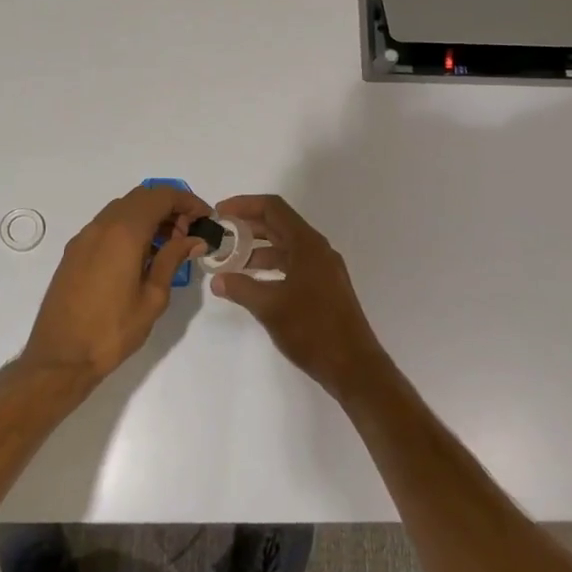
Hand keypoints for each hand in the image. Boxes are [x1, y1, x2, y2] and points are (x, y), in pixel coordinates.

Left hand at [21, 184, 210, 386]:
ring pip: (122, 209)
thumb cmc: (112, 330)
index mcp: (124, 233)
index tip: (205, 219)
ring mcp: (84, 237)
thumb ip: (172, 260)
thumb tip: (193, 239)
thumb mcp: (153, 297)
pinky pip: (107, 225)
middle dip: (169, 207)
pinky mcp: (74, 252)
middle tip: (188, 234)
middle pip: (141, 197)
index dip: (187, 201)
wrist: (60, 356)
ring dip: (149, 216)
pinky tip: (142, 256)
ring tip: (169, 246)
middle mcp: (101, 226)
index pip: (161, 196)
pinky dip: (129, 227)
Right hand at [209, 195, 389, 397]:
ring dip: (257, 250)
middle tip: (219, 237)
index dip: (244, 205)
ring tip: (229, 263)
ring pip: (285, 248)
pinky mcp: (324, 288)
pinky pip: (292, 265)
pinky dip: (271, 268)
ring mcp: (323, 269)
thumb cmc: (312, 330)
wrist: (353, 366)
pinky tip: (252, 283)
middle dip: (247, 227)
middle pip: (278, 225)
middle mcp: (317, 250)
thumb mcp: (270, 307)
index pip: (273, 208)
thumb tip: (218, 280)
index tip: (219, 214)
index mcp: (307, 245)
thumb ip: (241, 288)